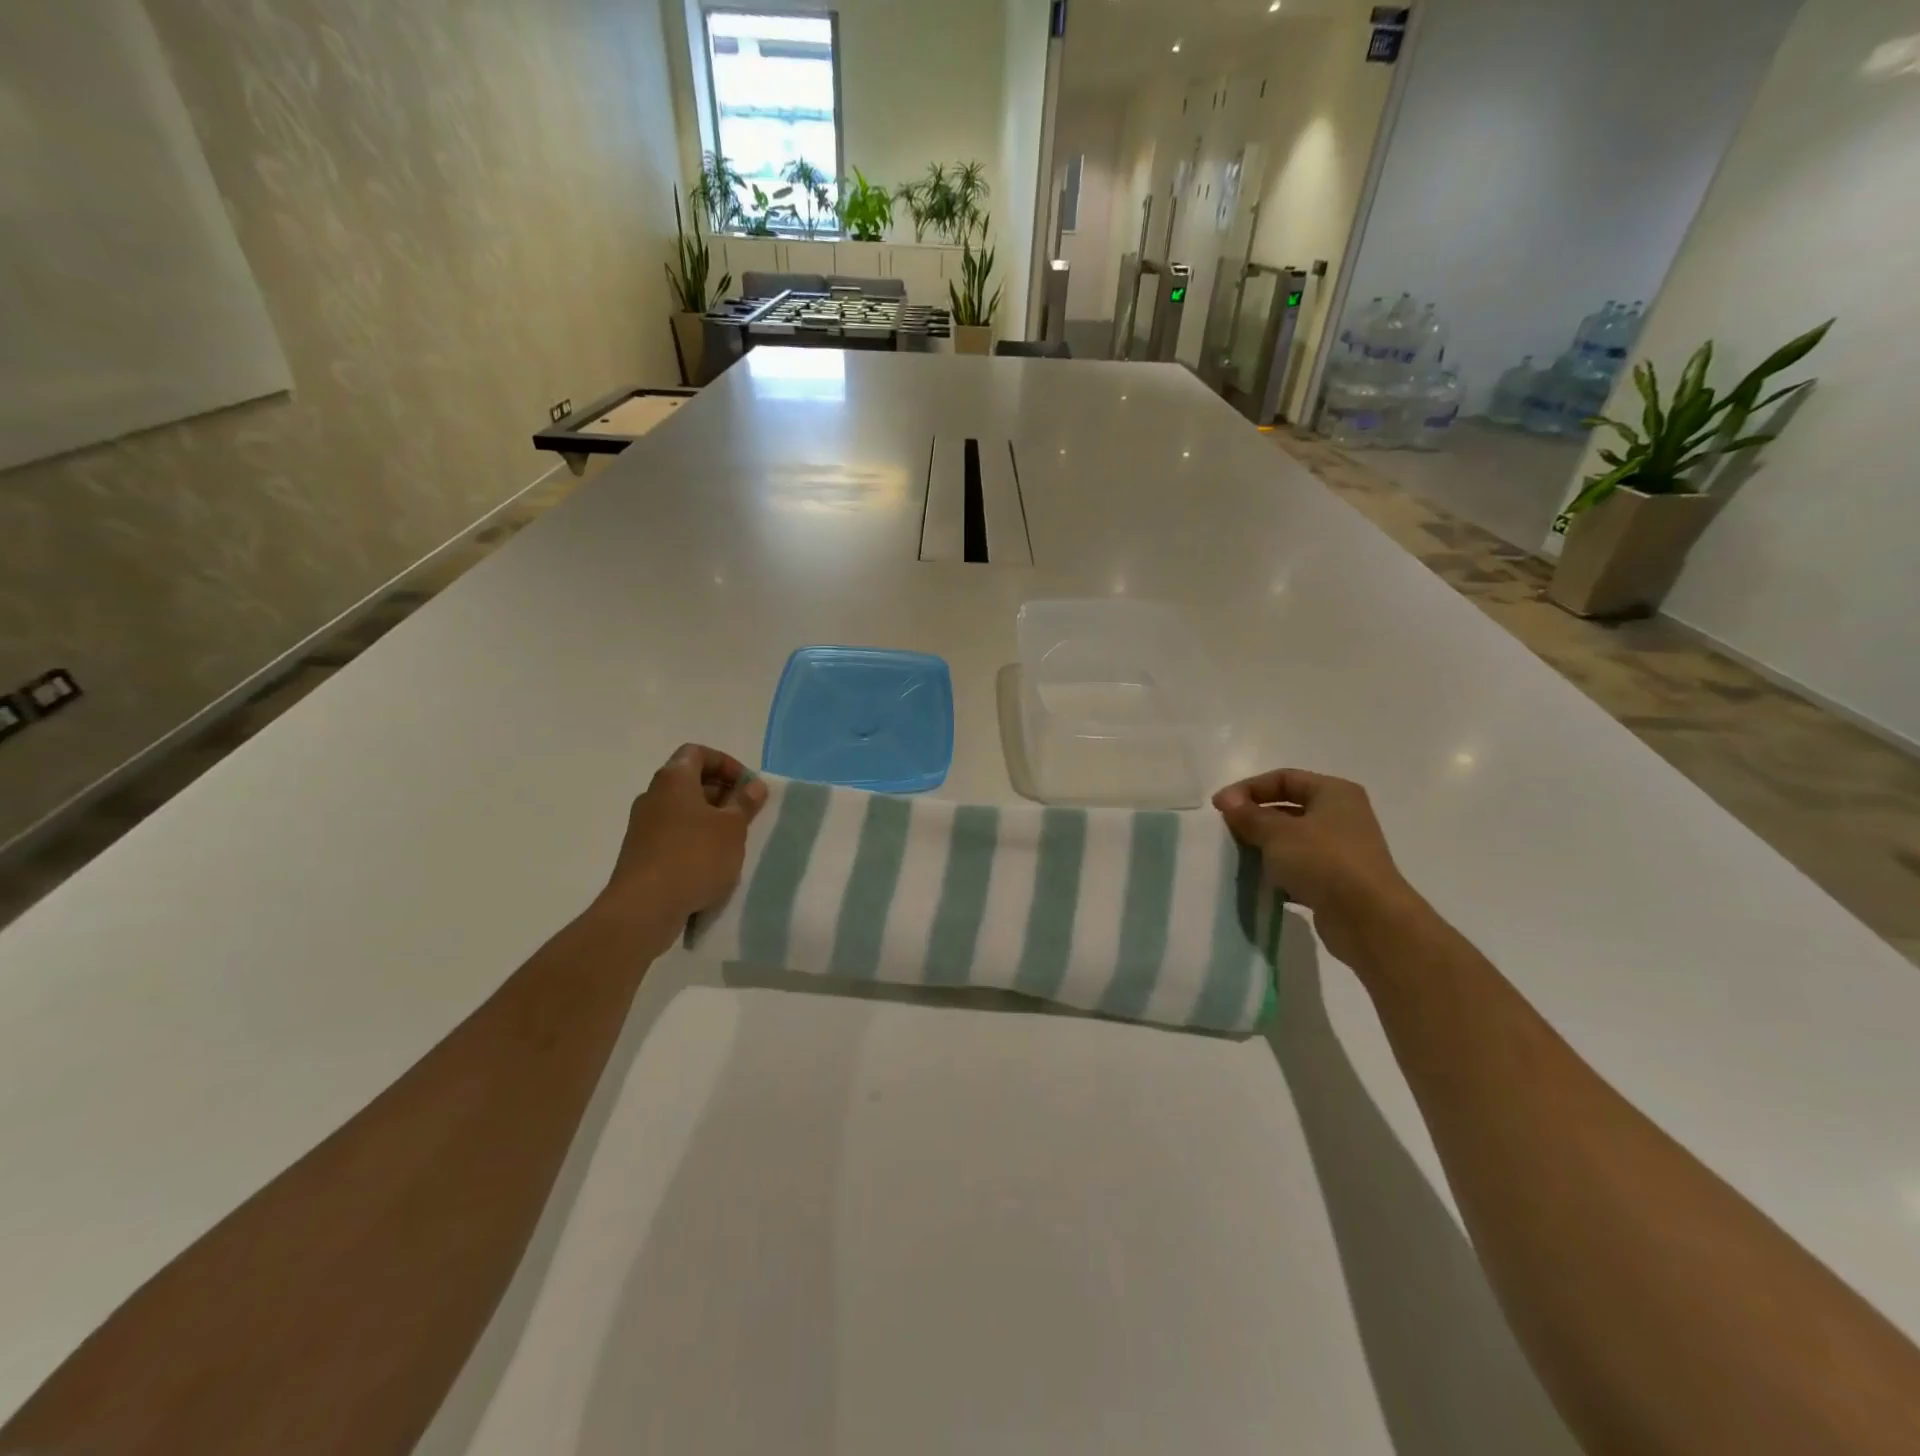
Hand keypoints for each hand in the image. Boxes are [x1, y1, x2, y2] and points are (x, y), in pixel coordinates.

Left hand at [595, 744, 766, 936]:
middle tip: (747, 813)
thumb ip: (745, 803)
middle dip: (722, 793)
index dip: (726, 763)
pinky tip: (712, 863)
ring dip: (710, 819)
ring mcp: (643, 826)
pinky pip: (673, 834)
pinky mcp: (641, 853)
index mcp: (674, 779)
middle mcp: (653, 796)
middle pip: (690, 780)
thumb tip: (753, 785)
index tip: (748, 786)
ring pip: (683, 810)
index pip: (698, 753)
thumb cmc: (694, 857)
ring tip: (734, 841)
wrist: (644, 908)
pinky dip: (695, 839)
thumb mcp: (732, 828)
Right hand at [1213, 768, 1426, 969]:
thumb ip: (1249, 815)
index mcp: (1334, 793)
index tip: (1219, 806)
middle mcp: (1342, 816)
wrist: (1368, 919)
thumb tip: (1227, 801)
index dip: (1248, 788)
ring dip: (1265, 846)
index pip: (1283, 778)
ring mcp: (1342, 850)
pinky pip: (1301, 867)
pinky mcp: (1338, 880)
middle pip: (1288, 808)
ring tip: (1239, 857)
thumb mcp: (1278, 833)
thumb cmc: (1323, 861)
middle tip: (1227, 832)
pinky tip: (1262, 882)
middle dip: (1255, 818)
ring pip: (1293, 840)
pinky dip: (1280, 871)